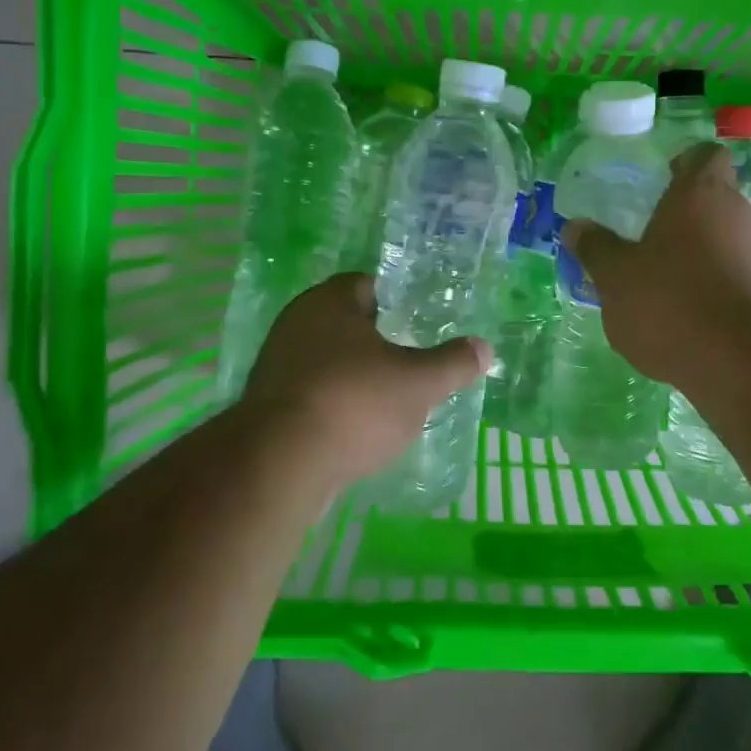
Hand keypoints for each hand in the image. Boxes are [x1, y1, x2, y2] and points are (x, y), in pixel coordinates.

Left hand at [240, 273, 491, 484]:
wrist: (279, 465)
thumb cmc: (355, 403)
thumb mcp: (419, 383)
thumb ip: (453, 363)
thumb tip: (484, 348)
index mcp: (329, 302)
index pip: (366, 285)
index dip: (395, 301)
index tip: (417, 324)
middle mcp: (296, 323)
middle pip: (345, 323)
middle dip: (375, 341)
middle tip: (409, 361)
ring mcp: (275, 365)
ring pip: (326, 360)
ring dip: (353, 375)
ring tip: (387, 399)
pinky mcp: (266, 406)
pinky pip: (311, 394)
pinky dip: (333, 405)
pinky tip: (355, 428)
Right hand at [561, 143, 750, 386]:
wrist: (740, 361)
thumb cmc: (669, 302)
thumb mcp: (616, 277)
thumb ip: (595, 248)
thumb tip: (574, 226)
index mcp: (700, 194)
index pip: (704, 155)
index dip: (686, 162)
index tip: (665, 178)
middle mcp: (738, 212)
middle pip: (717, 196)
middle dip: (688, 212)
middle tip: (653, 235)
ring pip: (729, 235)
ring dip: (702, 249)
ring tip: (669, 279)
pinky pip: (739, 270)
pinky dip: (718, 280)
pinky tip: (692, 311)